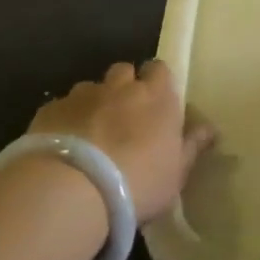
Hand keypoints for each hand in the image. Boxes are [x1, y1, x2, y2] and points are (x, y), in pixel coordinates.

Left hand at [27, 61, 212, 221]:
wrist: (73, 189)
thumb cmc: (138, 182)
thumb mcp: (176, 173)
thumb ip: (191, 146)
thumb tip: (210, 128)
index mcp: (156, 97)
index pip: (160, 69)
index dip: (157, 81)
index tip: (156, 102)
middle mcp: (120, 87)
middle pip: (124, 71)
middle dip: (124, 87)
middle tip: (123, 119)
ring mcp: (82, 95)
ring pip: (91, 88)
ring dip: (94, 104)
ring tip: (90, 135)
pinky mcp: (50, 110)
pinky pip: (62, 107)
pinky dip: (65, 121)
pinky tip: (62, 147)